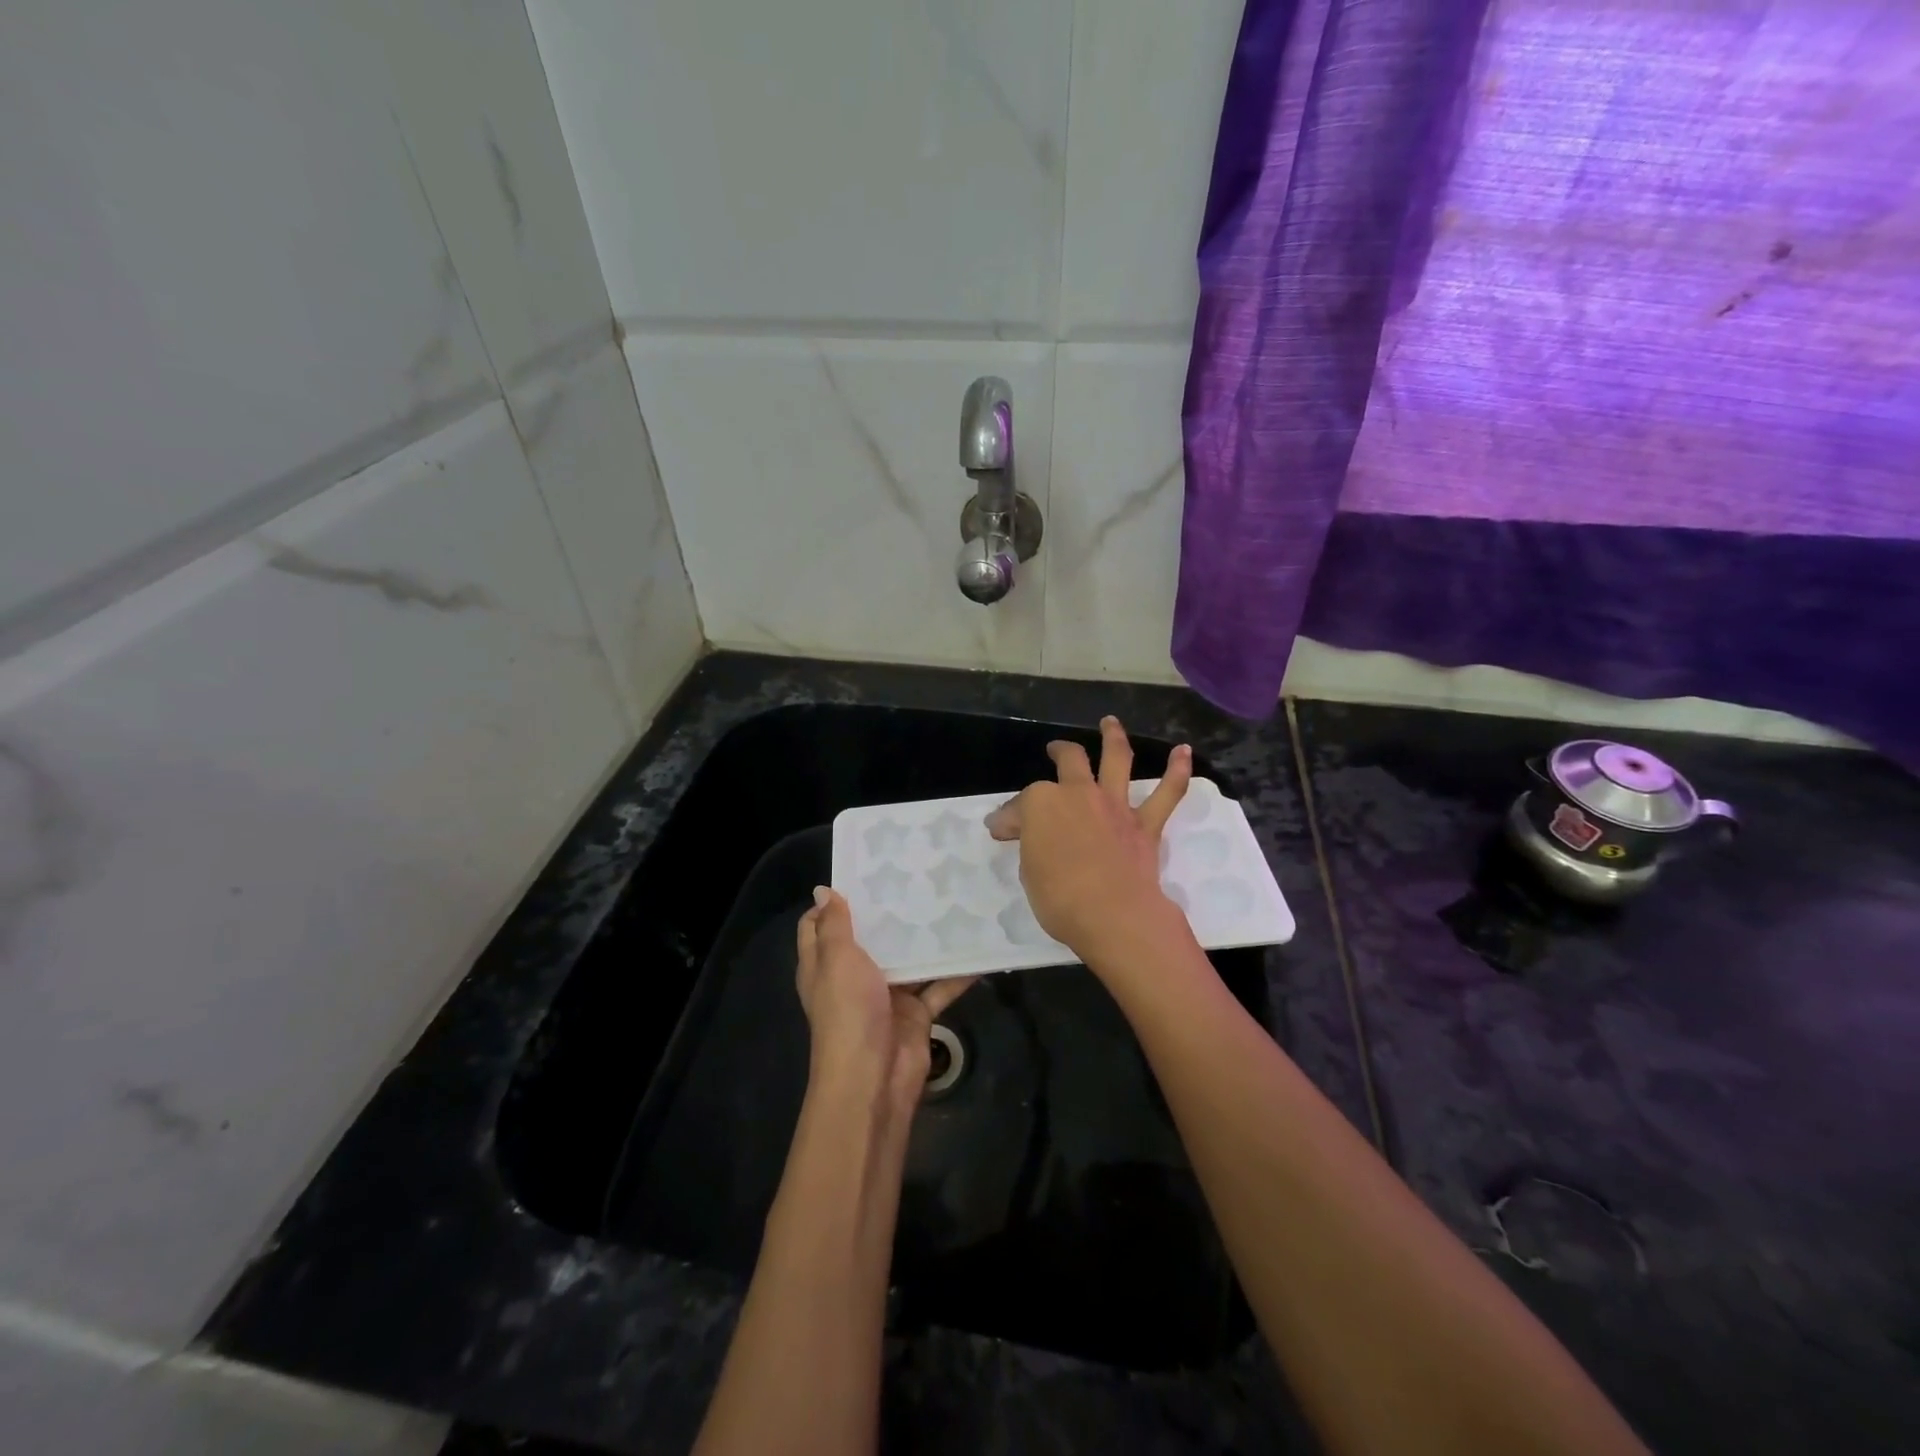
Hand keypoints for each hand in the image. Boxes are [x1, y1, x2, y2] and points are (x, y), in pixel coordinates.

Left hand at [796, 887, 975, 1109]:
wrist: (874, 1078)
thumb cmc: (848, 1011)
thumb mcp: (837, 960)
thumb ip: (834, 925)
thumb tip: (823, 890)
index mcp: (824, 965)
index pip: (819, 926)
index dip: (835, 902)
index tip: (863, 873)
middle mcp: (853, 977)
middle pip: (869, 939)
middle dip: (890, 913)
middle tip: (918, 876)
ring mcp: (886, 995)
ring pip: (908, 960)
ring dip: (926, 938)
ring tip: (952, 900)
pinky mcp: (915, 1014)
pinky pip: (938, 986)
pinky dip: (956, 972)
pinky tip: (979, 947)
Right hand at [985, 716, 1192, 968]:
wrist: (1112, 914)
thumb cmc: (1058, 898)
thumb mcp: (1028, 872)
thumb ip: (1028, 845)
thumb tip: (1017, 831)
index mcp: (1041, 803)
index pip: (1020, 806)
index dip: (1010, 818)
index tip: (1002, 832)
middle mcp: (1078, 793)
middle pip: (1069, 761)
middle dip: (1059, 752)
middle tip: (1054, 750)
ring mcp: (1114, 805)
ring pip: (1116, 759)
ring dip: (1113, 737)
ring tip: (1111, 722)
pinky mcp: (1145, 824)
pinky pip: (1166, 793)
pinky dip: (1177, 771)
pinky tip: (1184, 751)